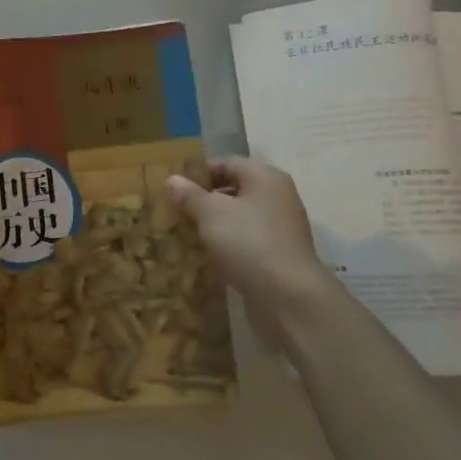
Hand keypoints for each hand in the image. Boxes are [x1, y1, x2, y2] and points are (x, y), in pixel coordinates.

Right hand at [166, 157, 344, 342]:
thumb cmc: (248, 242)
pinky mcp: (279, 255)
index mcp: (265, 177)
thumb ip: (190, 194)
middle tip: (176, 211)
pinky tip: (208, 255)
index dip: (198, 172)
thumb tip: (172, 179)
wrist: (288, 296)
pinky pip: (247, 240)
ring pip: (240, 217)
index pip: (226, 163)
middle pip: (235, 189)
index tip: (173, 187)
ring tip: (187, 234)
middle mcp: (278, 196)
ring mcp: (281, 228)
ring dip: (215, 224)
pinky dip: (228, 244)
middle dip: (205, 199)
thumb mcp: (211, 213)